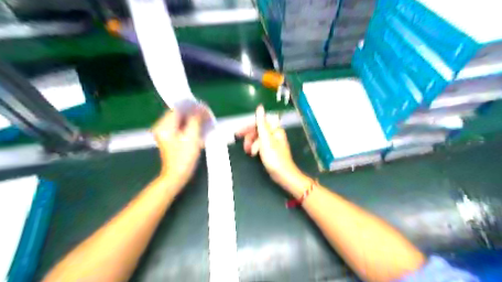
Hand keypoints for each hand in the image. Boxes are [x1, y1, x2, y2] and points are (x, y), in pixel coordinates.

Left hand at [152, 110, 201, 193]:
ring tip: (205, 121)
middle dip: (193, 113)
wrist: (177, 176)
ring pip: (181, 120)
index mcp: (164, 126)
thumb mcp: (192, 136)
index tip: (204, 109)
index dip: (192, 107)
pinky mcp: (171, 139)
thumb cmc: (184, 157)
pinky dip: (190, 126)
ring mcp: (166, 133)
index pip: (178, 109)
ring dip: (193, 120)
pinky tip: (199, 128)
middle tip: (206, 115)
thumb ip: (196, 120)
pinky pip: (181, 127)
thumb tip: (201, 108)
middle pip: (179, 114)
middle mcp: (163, 127)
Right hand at [236, 105, 309, 194]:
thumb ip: (261, 123)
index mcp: (275, 129)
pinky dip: (255, 149)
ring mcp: (273, 143)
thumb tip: (260, 107)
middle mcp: (275, 134)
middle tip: (245, 147)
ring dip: (252, 145)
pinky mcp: (271, 151)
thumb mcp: (265, 139)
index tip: (238, 134)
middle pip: (258, 131)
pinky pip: (260, 146)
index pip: (259, 123)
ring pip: (258, 139)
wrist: (283, 175)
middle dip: (250, 138)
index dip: (248, 128)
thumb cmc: (274, 157)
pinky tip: (253, 155)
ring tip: (249, 153)